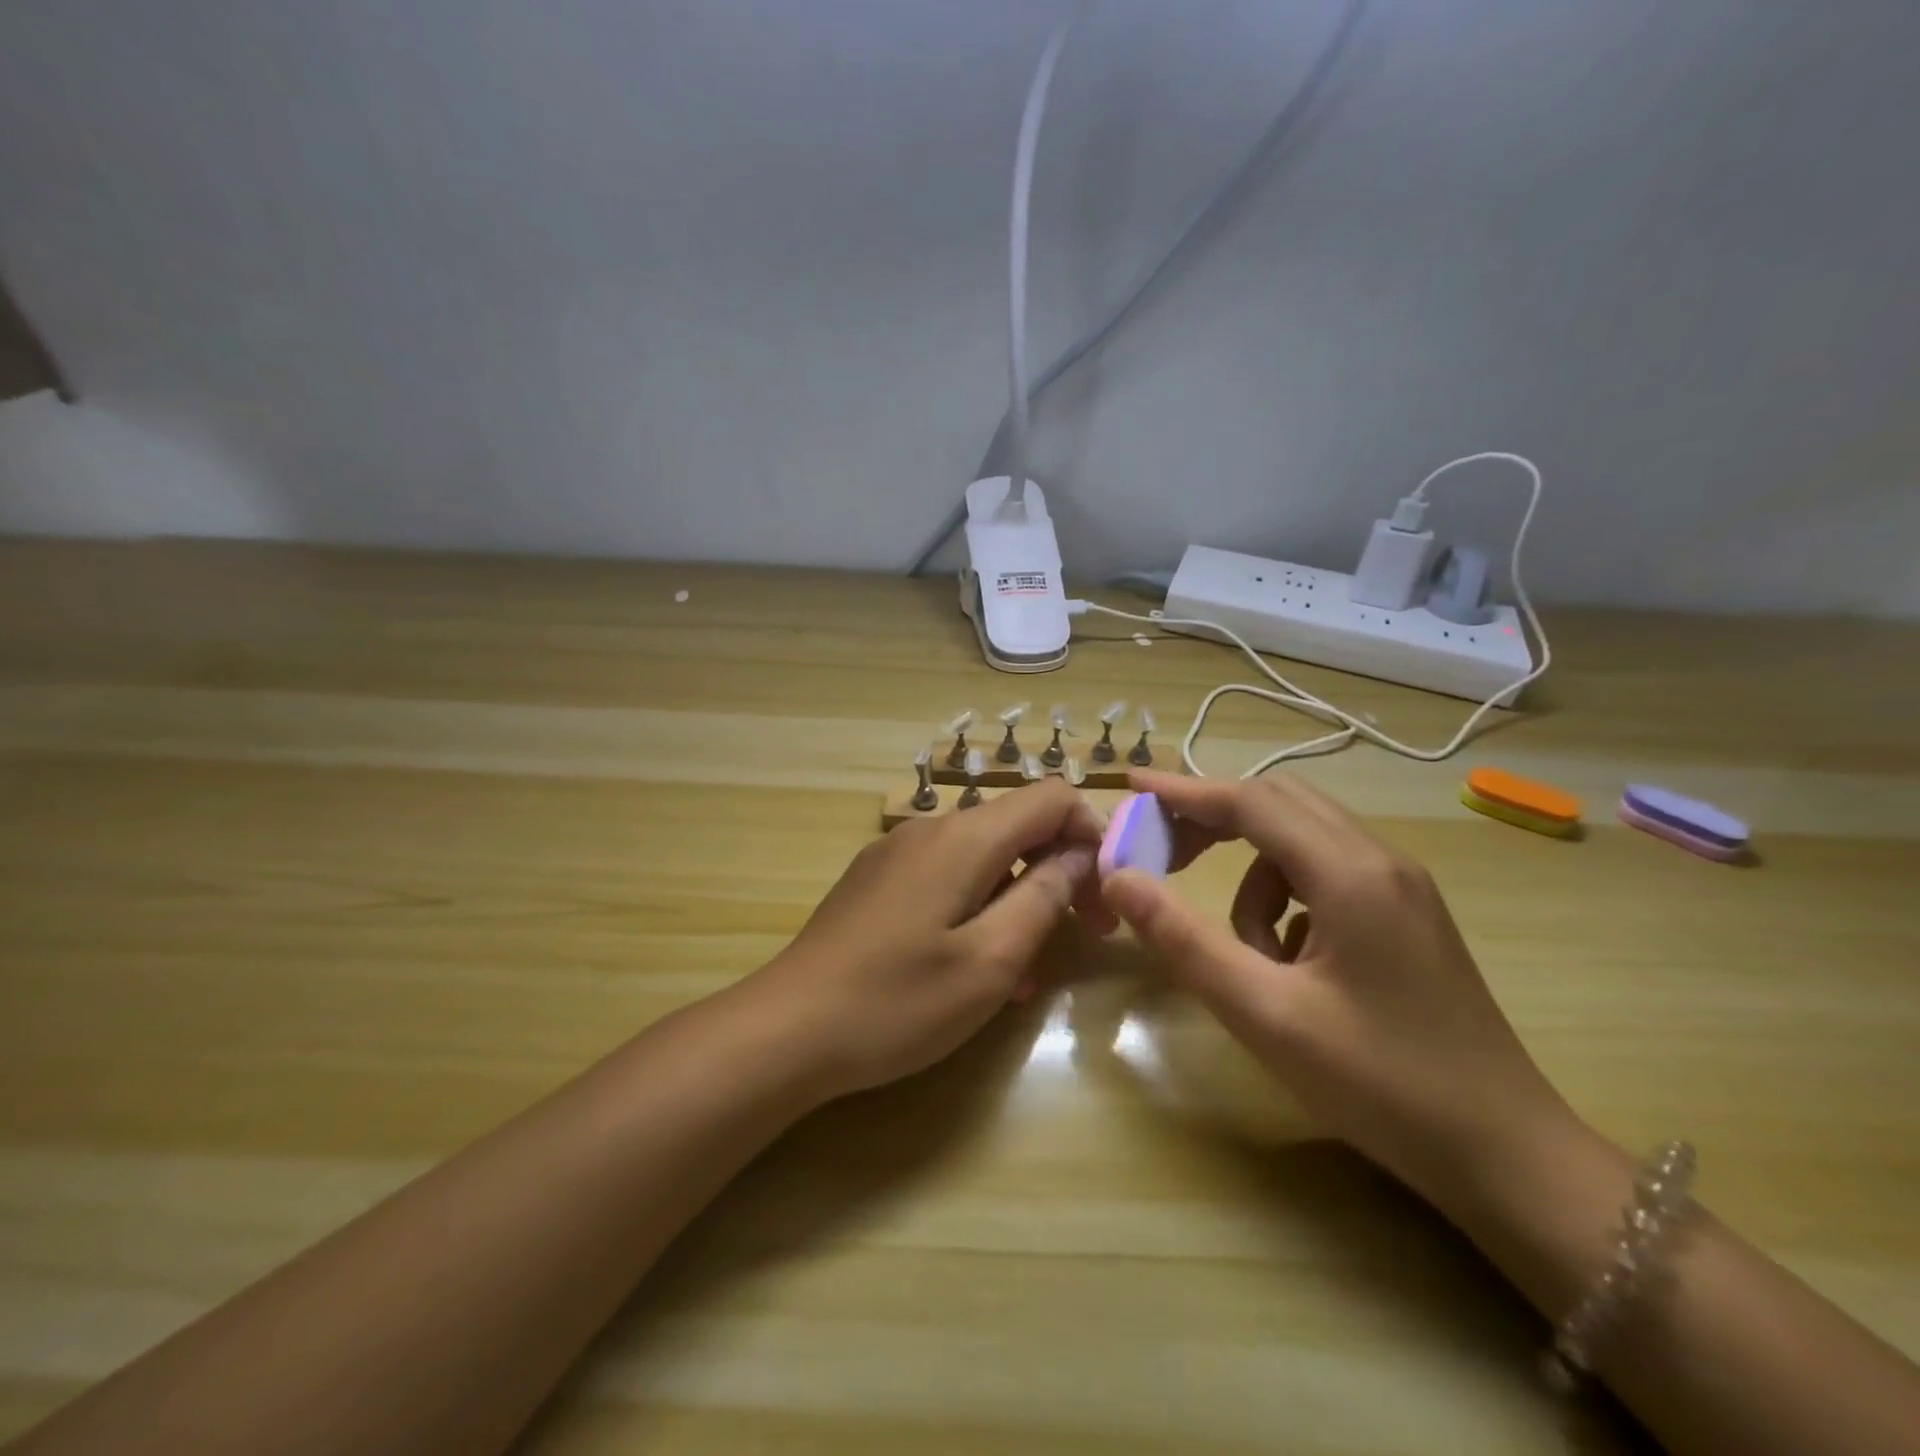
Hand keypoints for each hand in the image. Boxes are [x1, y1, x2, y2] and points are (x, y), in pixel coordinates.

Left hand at [746, 780, 1105, 1100]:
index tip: (1104, 894)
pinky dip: (977, 907)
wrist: (787, 1029)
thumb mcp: (990, 960)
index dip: (1091, 834)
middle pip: (1017, 826)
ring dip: (1018, 899)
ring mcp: (896, 853)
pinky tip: (973, 967)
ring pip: (982, 857)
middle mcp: (930, 829)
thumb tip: (1079, 855)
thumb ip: (1044, 897)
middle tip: (1081, 935)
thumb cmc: (898, 1001)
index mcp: (964, 838)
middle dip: (1059, 871)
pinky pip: (945, 877)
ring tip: (1026, 972)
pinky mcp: (876, 880)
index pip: (1051, 797)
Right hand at [1101, 770, 1576, 1209]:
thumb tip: (1119, 878)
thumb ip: (1184, 940)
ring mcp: (1401, 886)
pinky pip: (1326, 876)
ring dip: (1254, 878)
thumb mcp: (1265, 1014)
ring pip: (1301, 842)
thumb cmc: (1381, 1083)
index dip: (1184, 791)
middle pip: (1278, 804)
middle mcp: (1380, 861)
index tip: (1132, 787)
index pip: (1250, 802)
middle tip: (1163, 854)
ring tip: (1249, 954)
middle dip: (1213, 819)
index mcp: (1350, 874)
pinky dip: (1288, 902)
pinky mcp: (1406, 914)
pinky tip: (1293, 966)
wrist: (1507, 1154)